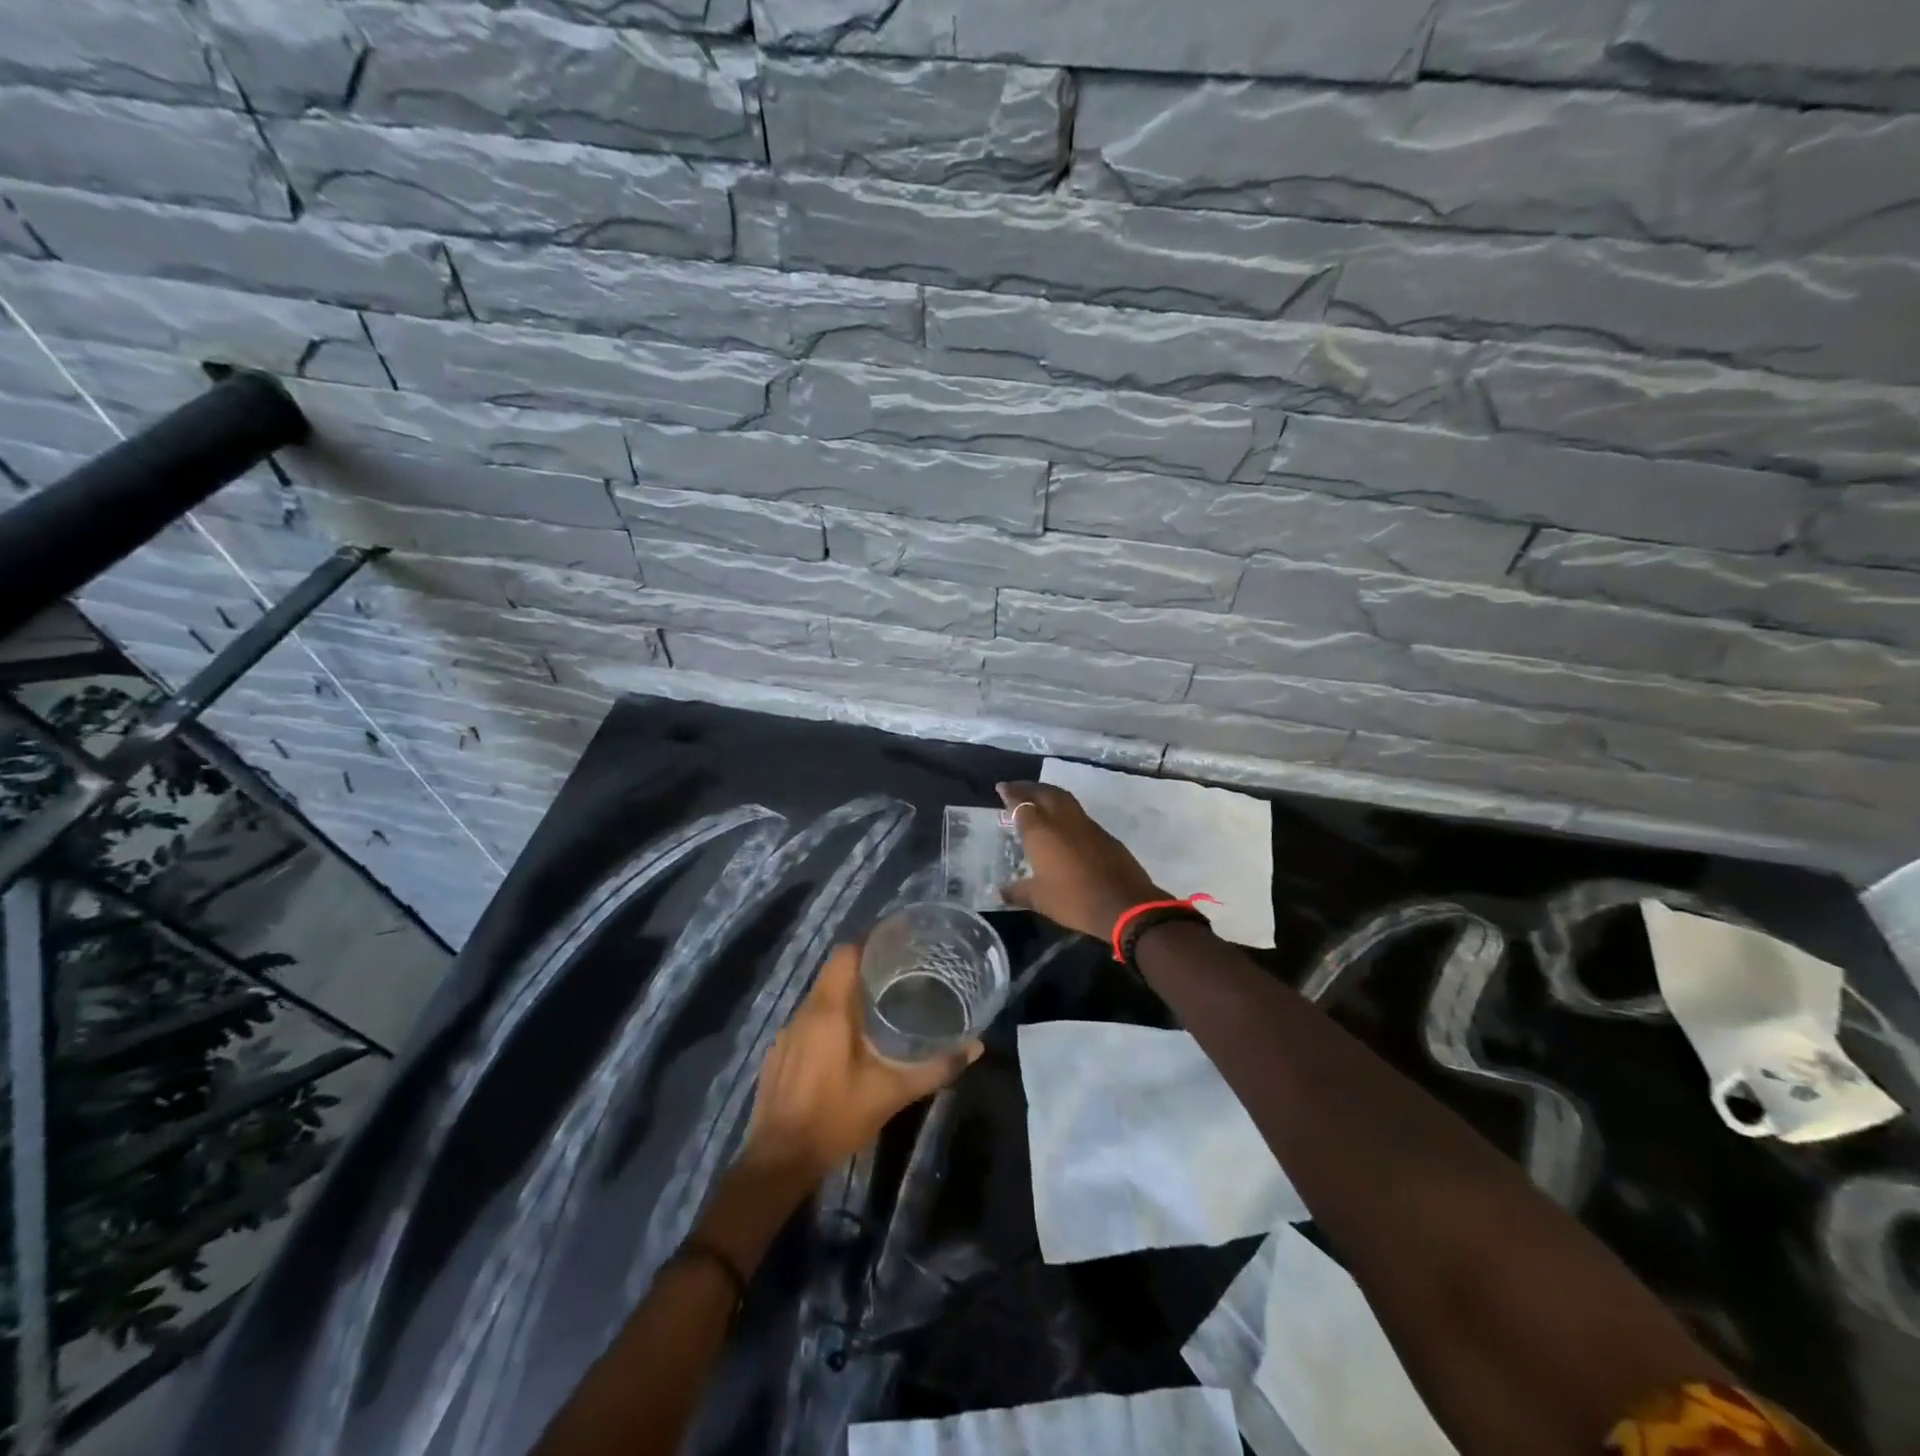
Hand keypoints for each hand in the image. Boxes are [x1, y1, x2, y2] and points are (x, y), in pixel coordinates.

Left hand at [742, 944, 978, 1181]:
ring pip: (820, 995)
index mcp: (829, 1009)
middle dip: (864, 965)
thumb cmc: (836, 1118)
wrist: (779, 1160)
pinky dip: (829, 1017)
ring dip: (846, 992)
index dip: (870, 941)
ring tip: (879, 1001)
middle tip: (899, 971)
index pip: (846, 953)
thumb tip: (975, 1047)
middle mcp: (805, 1011)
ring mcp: (787, 1032)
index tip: (898, 941)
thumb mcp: (891, 1094)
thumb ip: (934, 1068)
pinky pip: (808, 1018)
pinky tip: (846, 1039)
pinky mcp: (779, 1052)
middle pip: (834, 971)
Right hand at [995, 781, 1164, 941]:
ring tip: (1037, 797)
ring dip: (1048, 793)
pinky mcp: (1103, 834)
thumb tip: (999, 892)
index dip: (1010, 795)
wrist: (1124, 904)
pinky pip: (1078, 813)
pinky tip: (1061, 822)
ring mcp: (1086, 825)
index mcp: (1041, 832)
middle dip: (1028, 787)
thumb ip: (1017, 891)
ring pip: (1063, 798)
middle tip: (1016, 787)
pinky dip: (1064, 809)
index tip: (1001, 787)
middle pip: (1044, 793)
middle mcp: (1062, 820)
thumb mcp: (1039, 899)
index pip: (1022, 805)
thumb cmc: (1074, 900)